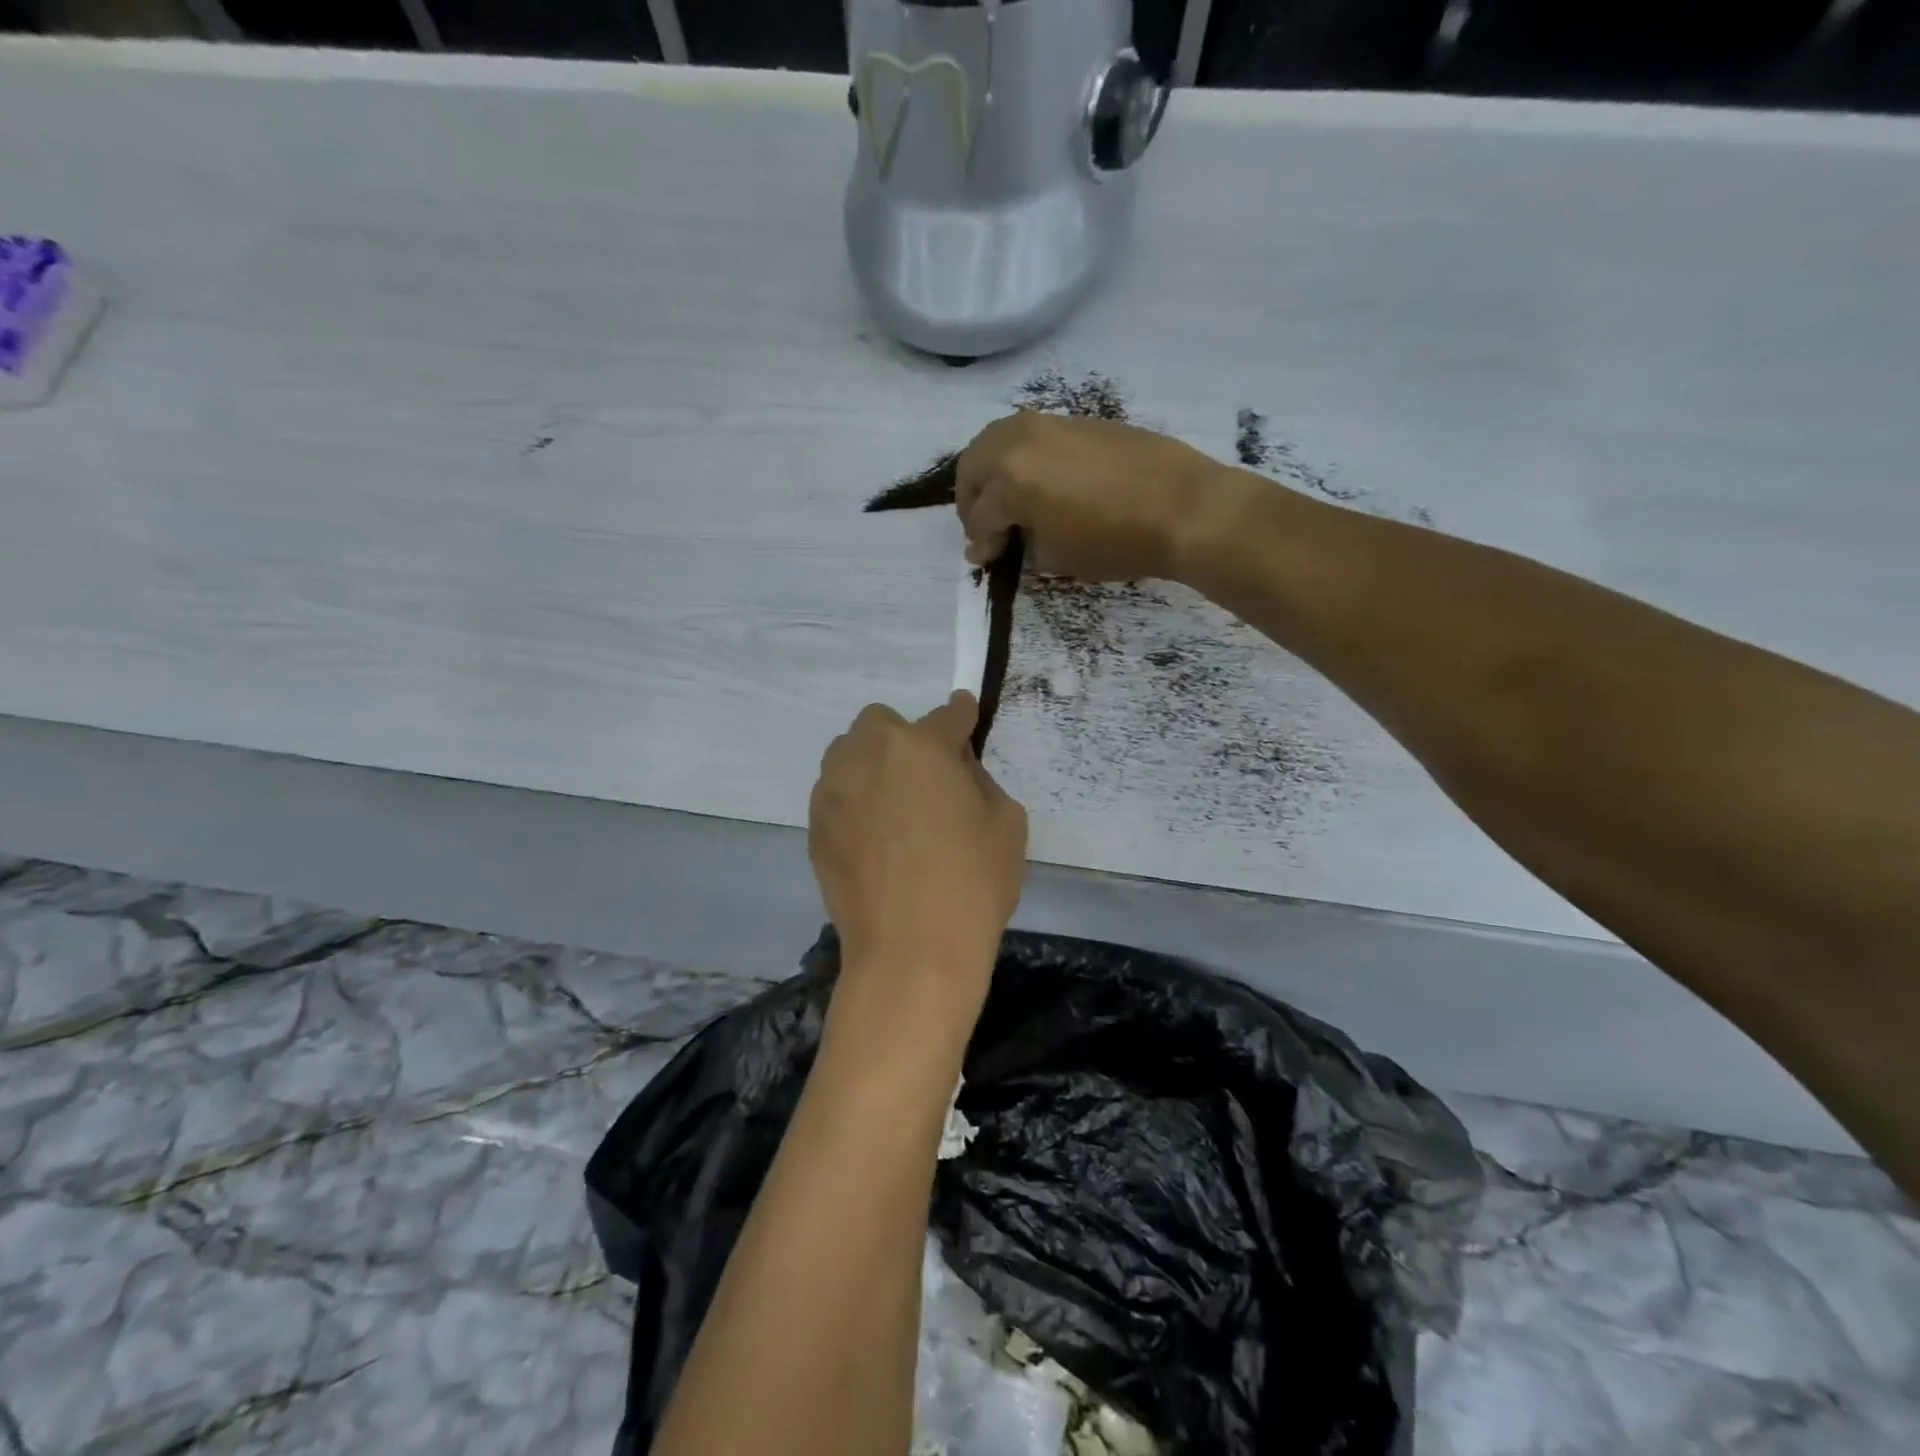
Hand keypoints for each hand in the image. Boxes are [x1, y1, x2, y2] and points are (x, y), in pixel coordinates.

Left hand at [808, 692, 1028, 1039]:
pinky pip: (836, 795)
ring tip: (894, 807)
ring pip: (849, 754)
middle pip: (882, 722)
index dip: (962, 716)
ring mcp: (833, 790)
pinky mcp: (814, 826)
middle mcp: (868, 754)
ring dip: (873, 765)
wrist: (911, 951)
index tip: (965, 717)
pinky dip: (854, 802)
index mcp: (921, 747)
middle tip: (926, 778)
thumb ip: (980, 779)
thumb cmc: (972, 884)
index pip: (948, 714)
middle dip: (906, 738)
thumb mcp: (1007, 823)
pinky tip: (873, 840)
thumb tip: (955, 768)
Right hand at [954, 410, 1238, 581]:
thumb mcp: (1056, 557)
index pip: (980, 517)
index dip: (980, 544)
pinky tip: (1040, 483)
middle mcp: (1020, 441)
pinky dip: (1022, 458)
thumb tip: (1009, 540)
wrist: (1182, 508)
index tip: (983, 561)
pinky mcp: (1077, 420)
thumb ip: (1022, 544)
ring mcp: (1049, 423)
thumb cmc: (1114, 542)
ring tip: (1008, 501)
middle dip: (972, 499)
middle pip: (974, 465)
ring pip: (998, 440)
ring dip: (992, 472)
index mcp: (1009, 478)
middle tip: (987, 527)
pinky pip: (1032, 436)